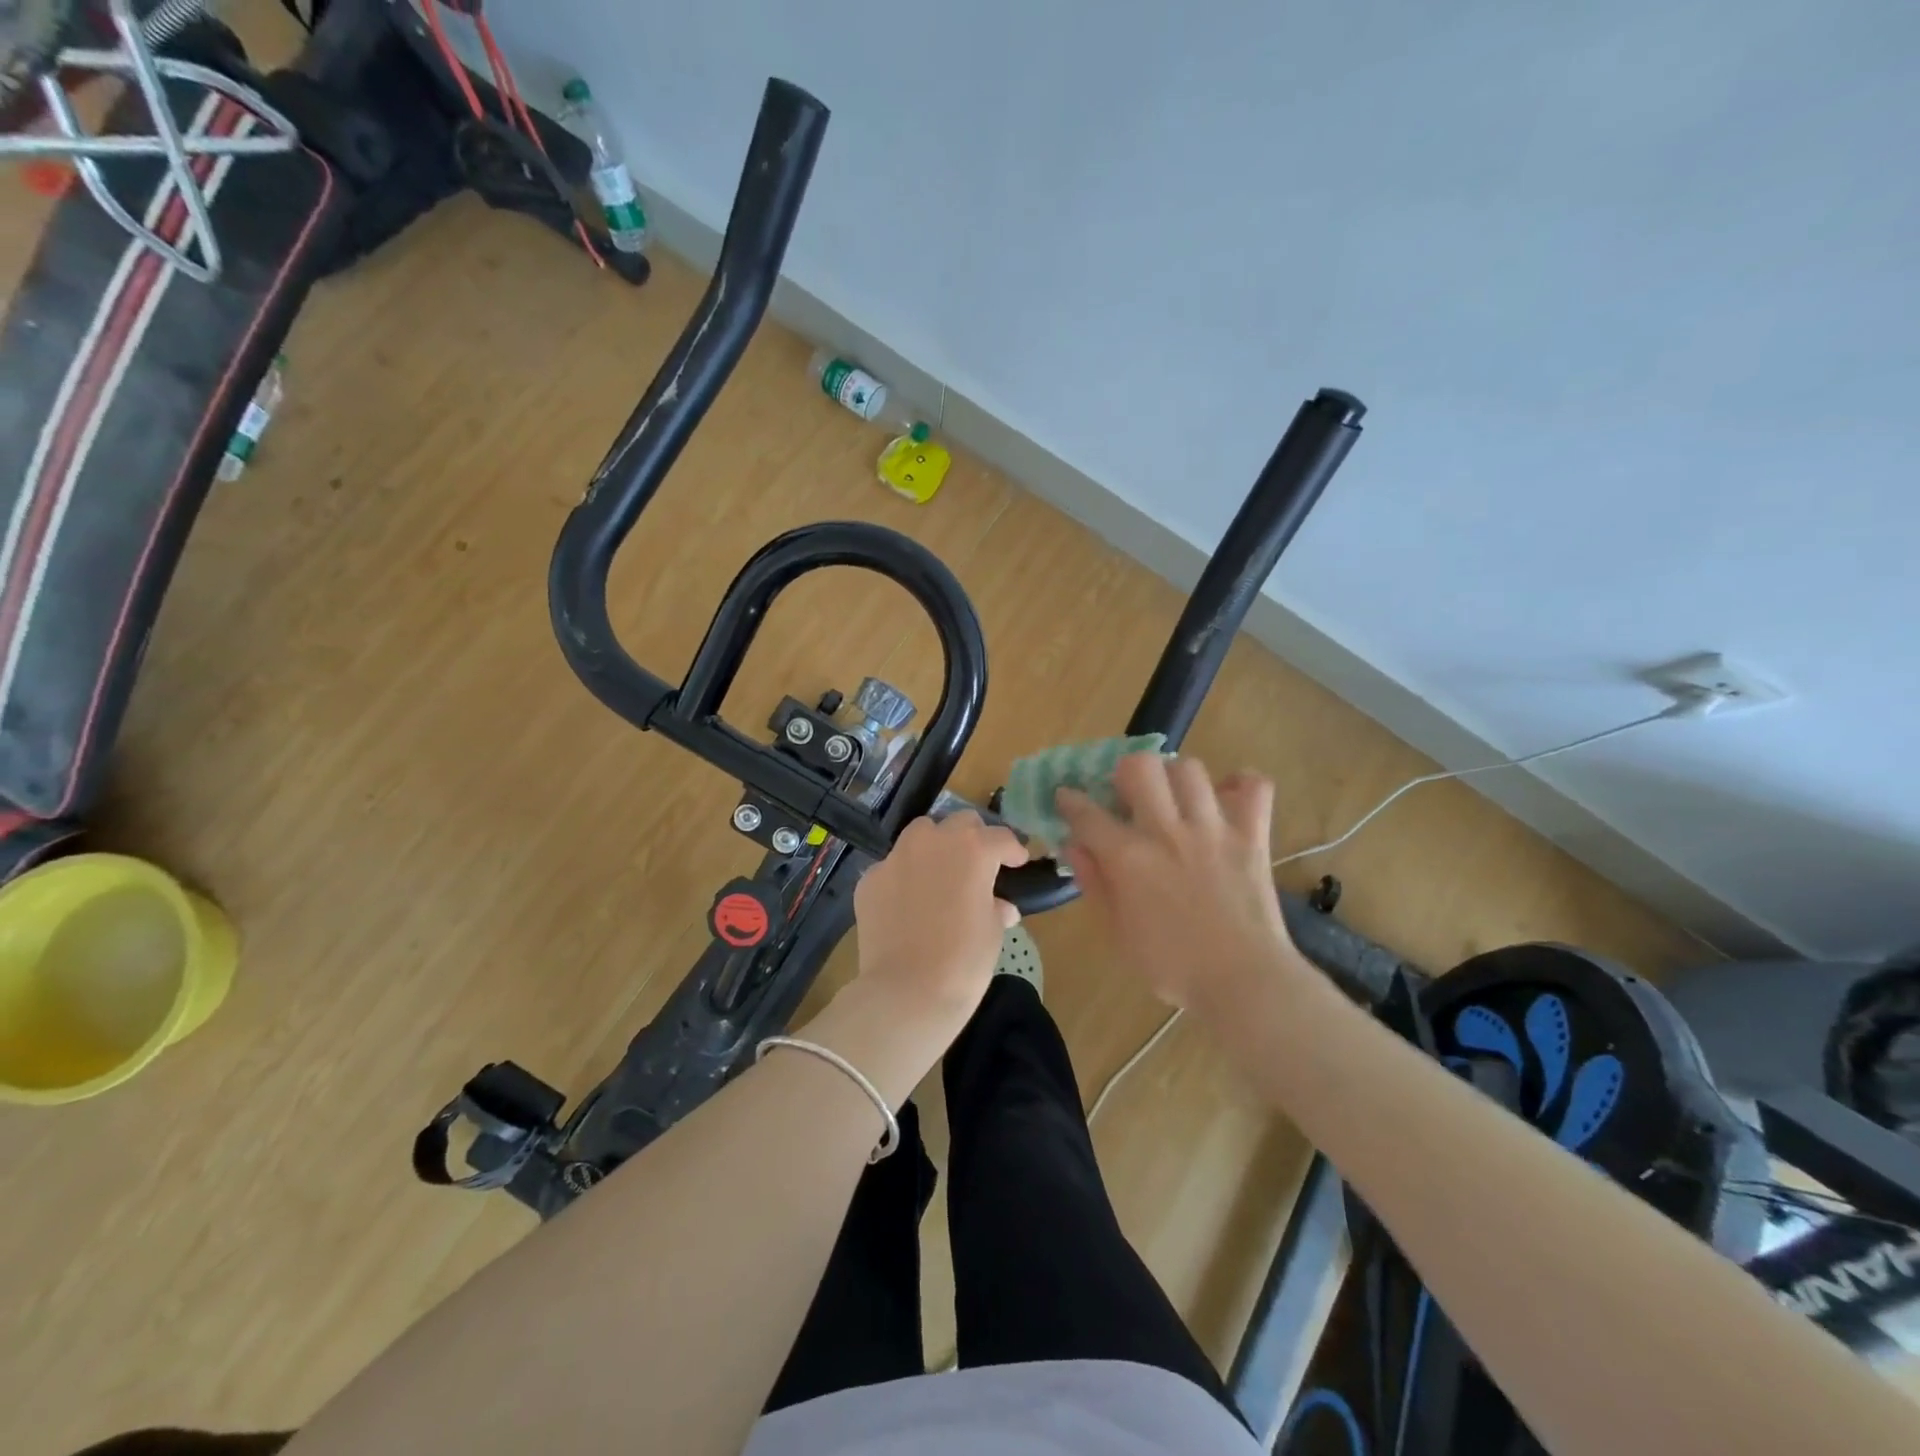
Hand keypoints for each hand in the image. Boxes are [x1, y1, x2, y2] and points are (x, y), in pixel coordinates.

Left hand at [852, 812, 1027, 1035]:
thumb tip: (1000, 906)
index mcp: (973, 849)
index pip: (1000, 837)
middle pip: (960, 822)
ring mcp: (896, 857)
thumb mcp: (992, 932)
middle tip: (979, 864)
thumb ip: (996, 907)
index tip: (1017, 863)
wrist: (907, 992)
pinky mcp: (870, 879)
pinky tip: (908, 903)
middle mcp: (933, 841)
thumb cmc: (963, 961)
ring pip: (921, 833)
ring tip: (941, 873)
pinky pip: (893, 867)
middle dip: (974, 838)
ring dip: (936, 845)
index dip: (1013, 850)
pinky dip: (905, 876)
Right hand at [1057, 754, 1295, 1016]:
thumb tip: (1074, 846)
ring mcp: (1213, 829)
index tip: (1066, 797)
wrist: (1243, 982)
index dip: (1070, 800)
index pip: (1087, 813)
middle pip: (1140, 767)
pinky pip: (1254, 787)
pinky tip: (1225, 798)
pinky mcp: (1252, 835)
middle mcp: (1167, 831)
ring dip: (1175, 777)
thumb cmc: (1172, 965)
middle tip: (1128, 795)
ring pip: (1190, 769)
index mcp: (1129, 858)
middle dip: (1125, 773)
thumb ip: (1095, 884)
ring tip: (1174, 797)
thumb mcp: (1118, 932)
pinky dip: (1241, 783)